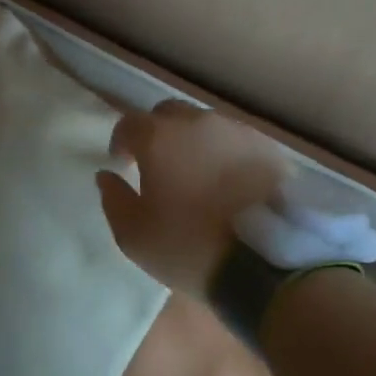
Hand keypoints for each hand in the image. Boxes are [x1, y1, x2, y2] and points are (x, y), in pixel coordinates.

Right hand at [96, 99, 289, 296]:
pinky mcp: (269, 147)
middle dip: (157, 133)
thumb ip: (113, 199)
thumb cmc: (189, 246)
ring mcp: (236, 131)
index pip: (128, 123)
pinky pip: (236, 141)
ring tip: (197, 173)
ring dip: (193, 141)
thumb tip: (107, 176)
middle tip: (158, 164)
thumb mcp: (134, 235)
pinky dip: (225, 153)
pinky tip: (230, 180)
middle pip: (168, 114)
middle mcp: (197, 122)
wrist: (267, 261)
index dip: (121, 141)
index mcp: (158, 137)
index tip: (122, 164)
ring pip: (205, 125)